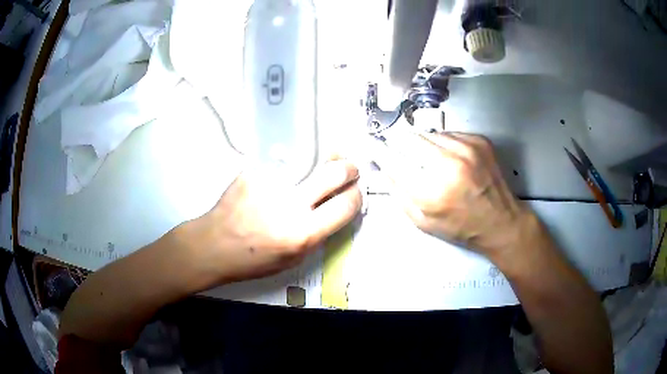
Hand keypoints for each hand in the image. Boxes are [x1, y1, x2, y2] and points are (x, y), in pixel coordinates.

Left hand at [175, 159, 361, 288]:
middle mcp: (290, 204)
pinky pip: (283, 162)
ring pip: (310, 159)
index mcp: (303, 233)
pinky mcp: (254, 171)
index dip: (356, 196)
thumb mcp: (294, 259)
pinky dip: (291, 164)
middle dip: (349, 169)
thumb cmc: (252, 260)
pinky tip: (284, 173)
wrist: (214, 244)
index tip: (355, 193)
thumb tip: (334, 210)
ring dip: (322, 161)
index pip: (346, 205)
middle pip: (334, 173)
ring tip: (321, 163)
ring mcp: (270, 183)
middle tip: (349, 169)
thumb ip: (317, 234)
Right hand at [381, 132, 532, 258]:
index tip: (372, 145)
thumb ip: (399, 194)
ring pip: (429, 133)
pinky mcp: (479, 140)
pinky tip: (453, 160)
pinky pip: (449, 134)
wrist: (501, 222)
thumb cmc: (461, 228)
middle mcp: (448, 163)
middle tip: (406, 156)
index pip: (392, 159)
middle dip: (402, 146)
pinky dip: (445, 144)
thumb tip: (382, 168)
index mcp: (431, 191)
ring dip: (424, 145)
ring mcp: (466, 148)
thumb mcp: (423, 222)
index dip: (379, 151)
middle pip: (408, 138)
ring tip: (434, 162)